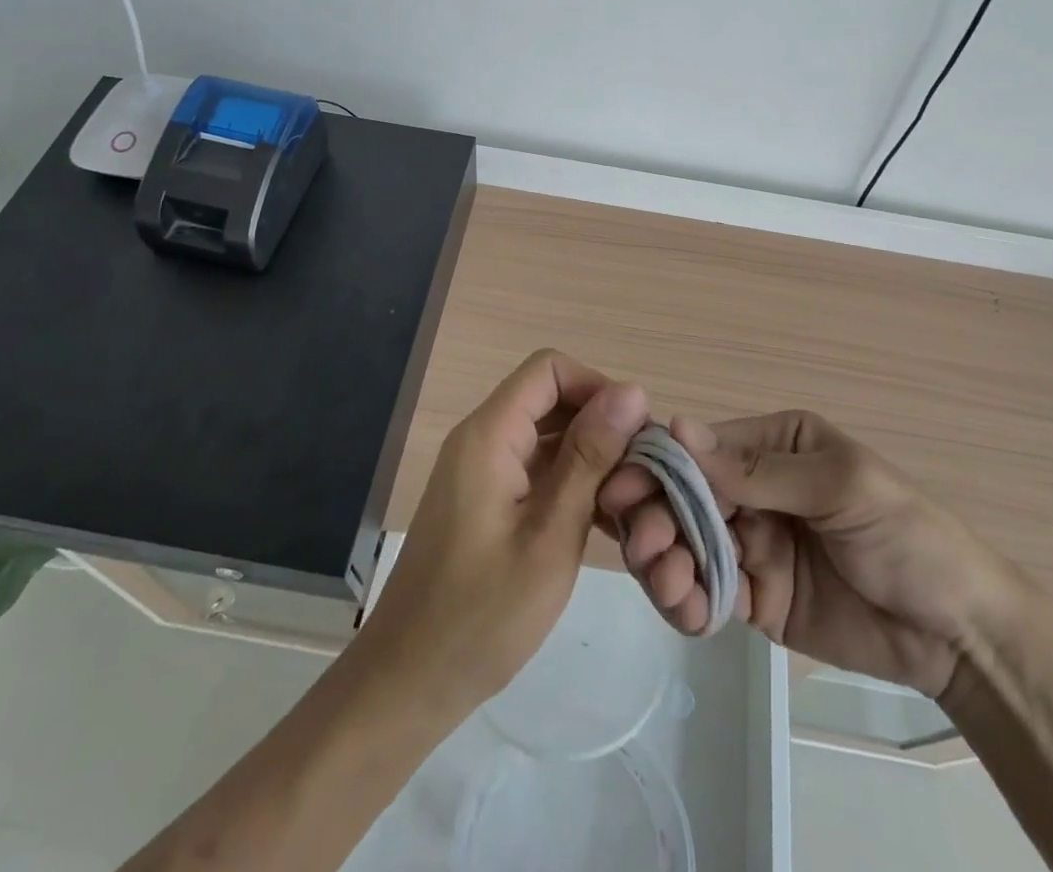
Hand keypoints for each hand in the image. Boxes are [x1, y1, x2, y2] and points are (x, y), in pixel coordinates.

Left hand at [357, 350, 648, 719]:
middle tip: (643, 477)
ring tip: (632, 506)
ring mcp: (482, 471)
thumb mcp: (551, 535)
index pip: (550, 368)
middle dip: (601, 427)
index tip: (637, 434)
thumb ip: (590, 458)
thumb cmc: (481, 615)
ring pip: (548, 436)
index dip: (598, 387)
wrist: (409, 683)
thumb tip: (631, 391)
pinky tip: (606, 526)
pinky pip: (536, 470)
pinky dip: (571, 485)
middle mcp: (483, 438)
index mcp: (490, 434)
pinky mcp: (486, 501)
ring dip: (592, 461)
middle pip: (551, 399)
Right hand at [598, 410, 1018, 697]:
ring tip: (670, 584)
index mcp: (771, 445)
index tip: (620, 490)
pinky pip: (704, 591)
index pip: (700, 448)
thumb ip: (757, 468)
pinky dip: (686, 601)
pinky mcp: (753, 595)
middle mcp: (751, 487)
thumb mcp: (839, 487)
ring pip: (684, 543)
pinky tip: (691, 613)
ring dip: (664, 561)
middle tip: (646, 547)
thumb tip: (677, 426)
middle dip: (655, 517)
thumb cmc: (906, 536)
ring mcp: (750, 542)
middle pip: (682, 496)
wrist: (958, 634)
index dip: (658, 466)